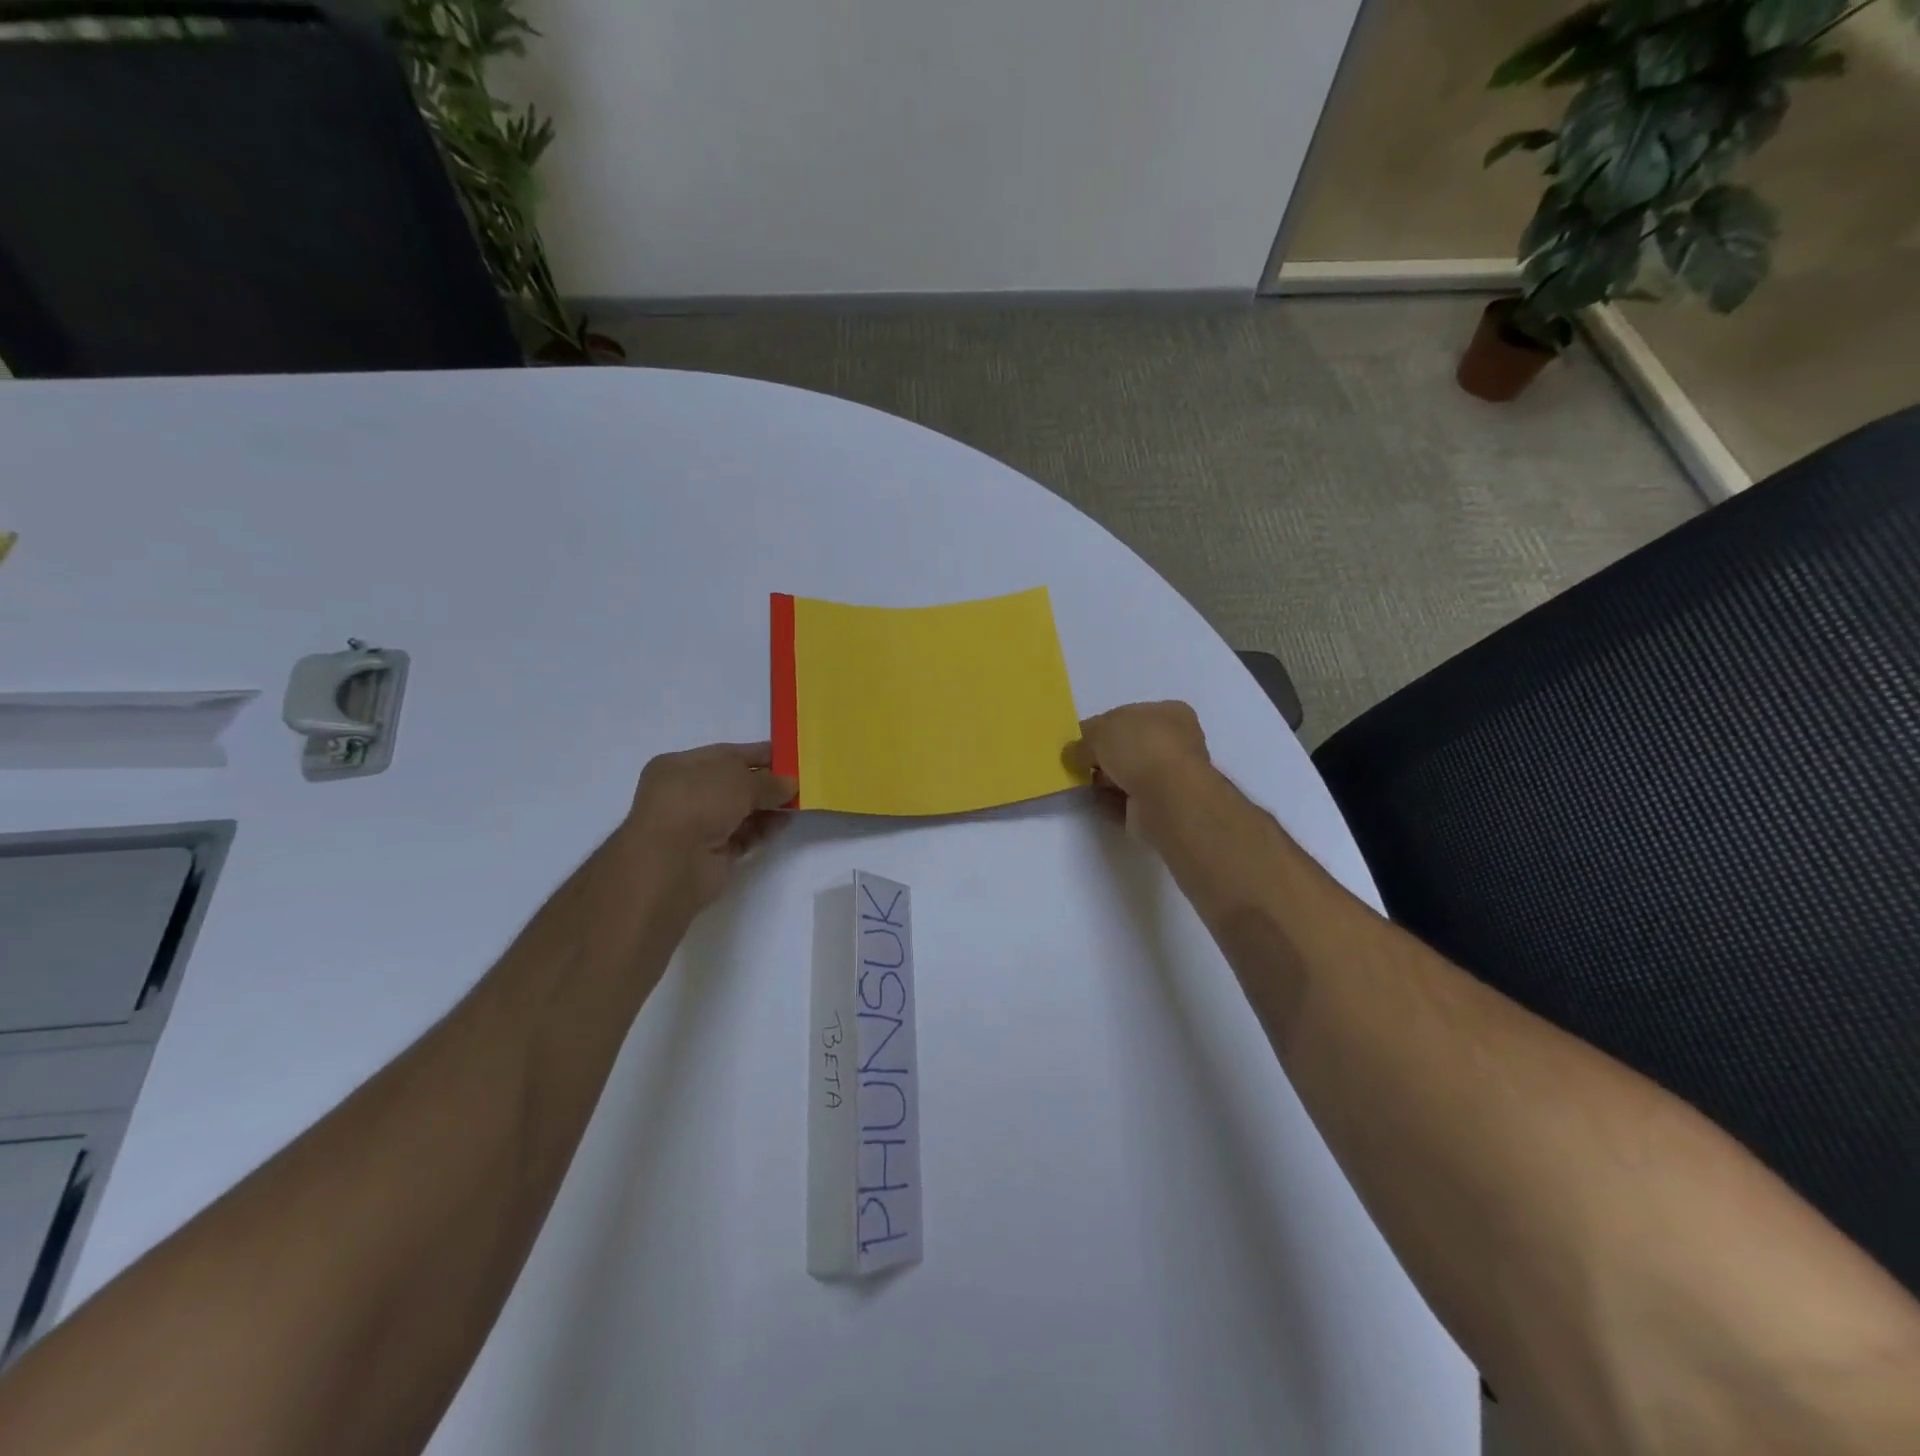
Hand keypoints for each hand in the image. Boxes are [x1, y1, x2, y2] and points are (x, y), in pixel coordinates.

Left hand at [620, 741, 797, 911]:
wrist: (671, 864)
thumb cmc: (697, 804)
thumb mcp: (739, 780)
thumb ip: (768, 780)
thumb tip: (790, 784)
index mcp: (680, 766)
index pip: (726, 755)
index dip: (758, 754)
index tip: (790, 756)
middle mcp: (685, 793)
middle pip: (734, 784)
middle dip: (766, 782)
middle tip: (800, 781)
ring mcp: (697, 825)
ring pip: (740, 810)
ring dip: (768, 806)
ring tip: (799, 802)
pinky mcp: (711, 853)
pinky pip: (743, 835)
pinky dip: (762, 829)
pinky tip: (784, 822)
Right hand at [1067, 701, 1212, 831]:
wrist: (1168, 799)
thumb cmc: (1140, 749)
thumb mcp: (1100, 731)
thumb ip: (1083, 740)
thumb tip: (1072, 753)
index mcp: (1169, 713)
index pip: (1129, 715)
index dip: (1101, 726)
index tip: (1078, 739)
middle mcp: (1174, 743)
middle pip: (1128, 747)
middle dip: (1102, 755)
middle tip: (1077, 762)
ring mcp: (1170, 777)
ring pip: (1128, 775)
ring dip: (1105, 780)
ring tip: (1082, 783)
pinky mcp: (1162, 807)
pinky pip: (1128, 801)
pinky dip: (1111, 801)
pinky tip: (1097, 801)